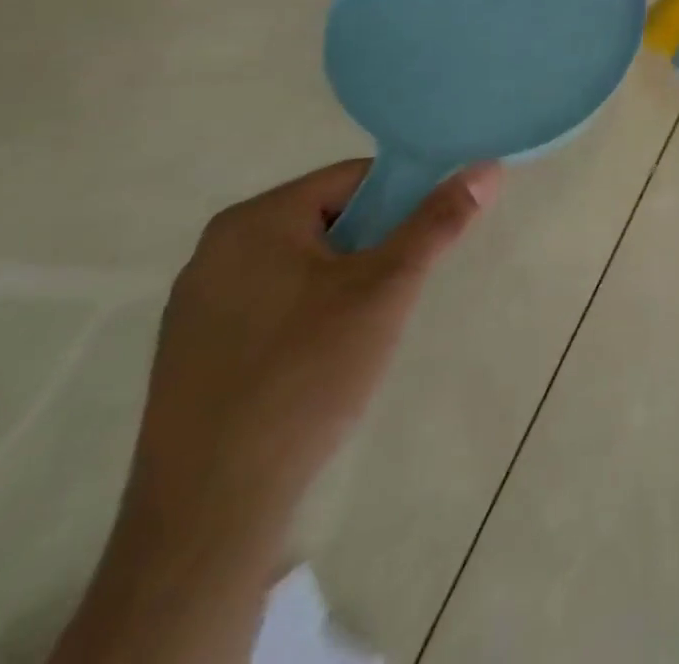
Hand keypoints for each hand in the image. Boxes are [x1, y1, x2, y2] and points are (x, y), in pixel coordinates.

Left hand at [126, 158, 501, 550]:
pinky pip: (271, 304)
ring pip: (302, 265)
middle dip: (373, 249)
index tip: (422, 248)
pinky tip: (319, 364)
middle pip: (328, 220)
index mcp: (254, 221)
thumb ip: (437, 222)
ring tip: (359, 334)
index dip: (402, 203)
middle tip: (394, 296)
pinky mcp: (192, 352)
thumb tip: (487, 168)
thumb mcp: (387, 289)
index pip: (354, 180)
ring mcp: (196, 305)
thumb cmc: (306, 376)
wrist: (210, 511)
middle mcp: (215, 250)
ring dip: (343, 284)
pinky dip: (308, 316)